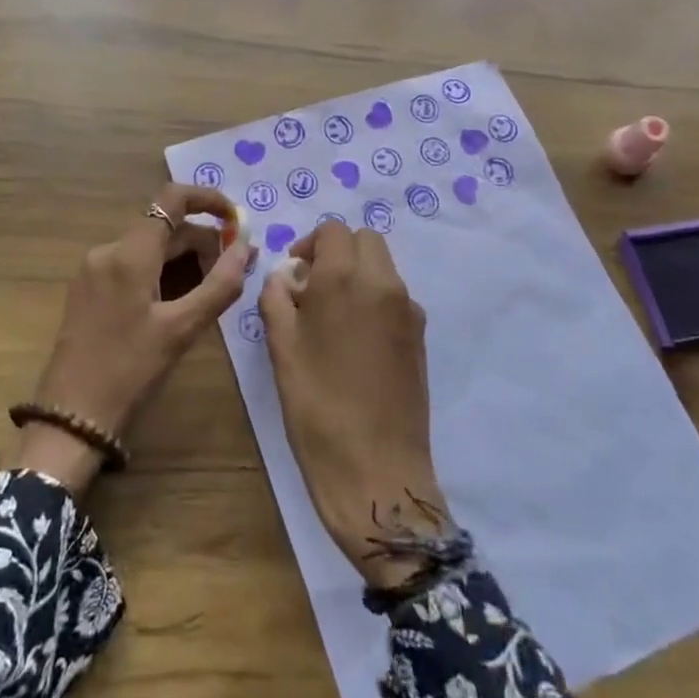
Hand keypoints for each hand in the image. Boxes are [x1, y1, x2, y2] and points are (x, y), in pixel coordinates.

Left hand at [17, 184, 250, 493]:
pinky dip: (163, 272)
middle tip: (237, 269)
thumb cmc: (130, 371)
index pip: (172, 198)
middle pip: (165, 227)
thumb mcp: (182, 329)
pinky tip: (180, 300)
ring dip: (186, 258)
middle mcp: (108, 250)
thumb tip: (246, 246)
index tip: (236, 221)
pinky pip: (133, 264)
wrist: (71, 417)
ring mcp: (94, 269)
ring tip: (213, 289)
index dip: (208, 200)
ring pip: (150, 247)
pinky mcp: (89, 288)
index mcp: (129, 253)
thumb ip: (220, 284)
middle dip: (204, 240)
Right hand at [258, 223, 446, 588]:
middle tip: (312, 288)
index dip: (309, 243)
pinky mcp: (420, 335)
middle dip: (337, 251)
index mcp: (345, 277)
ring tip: (332, 316)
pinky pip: (395, 296)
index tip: (294, 274)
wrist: (374, 467)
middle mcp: (383, 282)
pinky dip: (374, 298)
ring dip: (357, 273)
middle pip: (364, 239)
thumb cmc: (316, 405)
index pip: (333, 230)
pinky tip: (356, 341)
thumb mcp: (281, 347)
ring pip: (382, 266)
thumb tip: (287, 276)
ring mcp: (408, 308)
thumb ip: (278, 297)